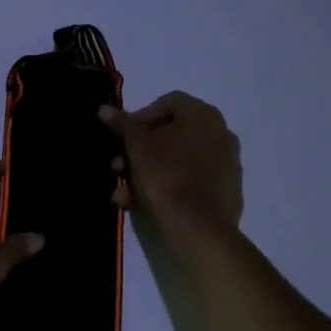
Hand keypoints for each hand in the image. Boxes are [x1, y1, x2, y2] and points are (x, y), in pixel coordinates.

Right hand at [101, 92, 243, 246]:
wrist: (199, 228)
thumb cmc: (166, 177)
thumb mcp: (137, 147)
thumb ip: (122, 125)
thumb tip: (104, 109)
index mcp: (203, 115)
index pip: (168, 102)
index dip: (140, 116)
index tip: (121, 136)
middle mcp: (221, 133)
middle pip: (171, 134)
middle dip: (139, 150)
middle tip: (119, 166)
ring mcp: (226, 164)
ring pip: (177, 161)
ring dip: (147, 172)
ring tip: (125, 192)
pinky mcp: (225, 191)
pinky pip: (190, 181)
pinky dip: (166, 187)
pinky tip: (142, 204)